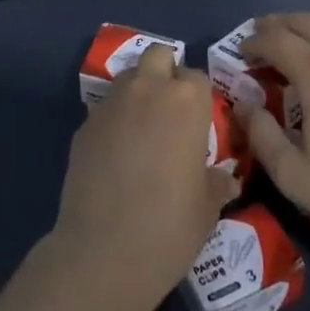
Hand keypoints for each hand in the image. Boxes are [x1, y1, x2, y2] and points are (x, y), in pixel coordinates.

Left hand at [47, 46, 240, 310]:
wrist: (103, 254)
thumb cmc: (169, 227)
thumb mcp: (207, 208)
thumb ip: (216, 183)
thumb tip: (226, 179)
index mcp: (186, 101)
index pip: (197, 77)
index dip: (199, 97)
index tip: (199, 123)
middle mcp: (148, 89)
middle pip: (158, 56)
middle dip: (165, 73)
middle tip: (170, 112)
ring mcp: (111, 103)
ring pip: (129, 77)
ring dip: (139, 92)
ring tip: (143, 130)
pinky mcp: (84, 123)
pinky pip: (106, 108)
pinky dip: (114, 119)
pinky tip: (116, 154)